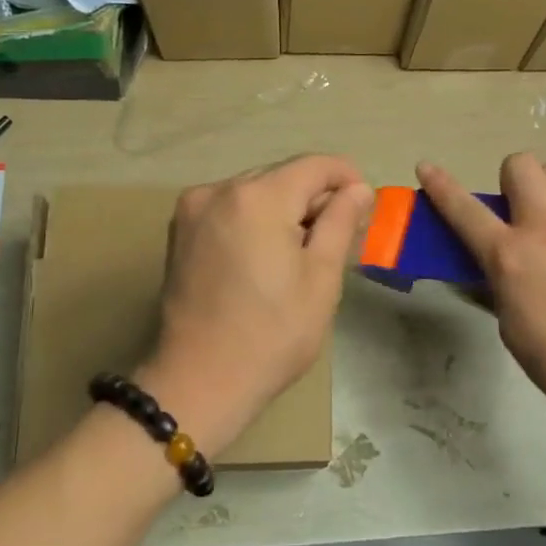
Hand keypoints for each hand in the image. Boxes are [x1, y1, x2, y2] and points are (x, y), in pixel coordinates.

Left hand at [137, 156, 372, 453]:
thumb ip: (340, 221)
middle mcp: (219, 190)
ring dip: (283, 210)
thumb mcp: (321, 277)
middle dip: (314, 198)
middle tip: (338, 238)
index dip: (346, 179)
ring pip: (255, 192)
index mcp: (257, 197)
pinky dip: (254, 220)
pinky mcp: (180, 231)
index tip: (365, 207)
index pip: (314, 165)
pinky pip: (229, 209)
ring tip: (300, 253)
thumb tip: (358, 188)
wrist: (200, 380)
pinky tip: (264, 256)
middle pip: (282, 176)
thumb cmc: (272, 334)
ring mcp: (193, 209)